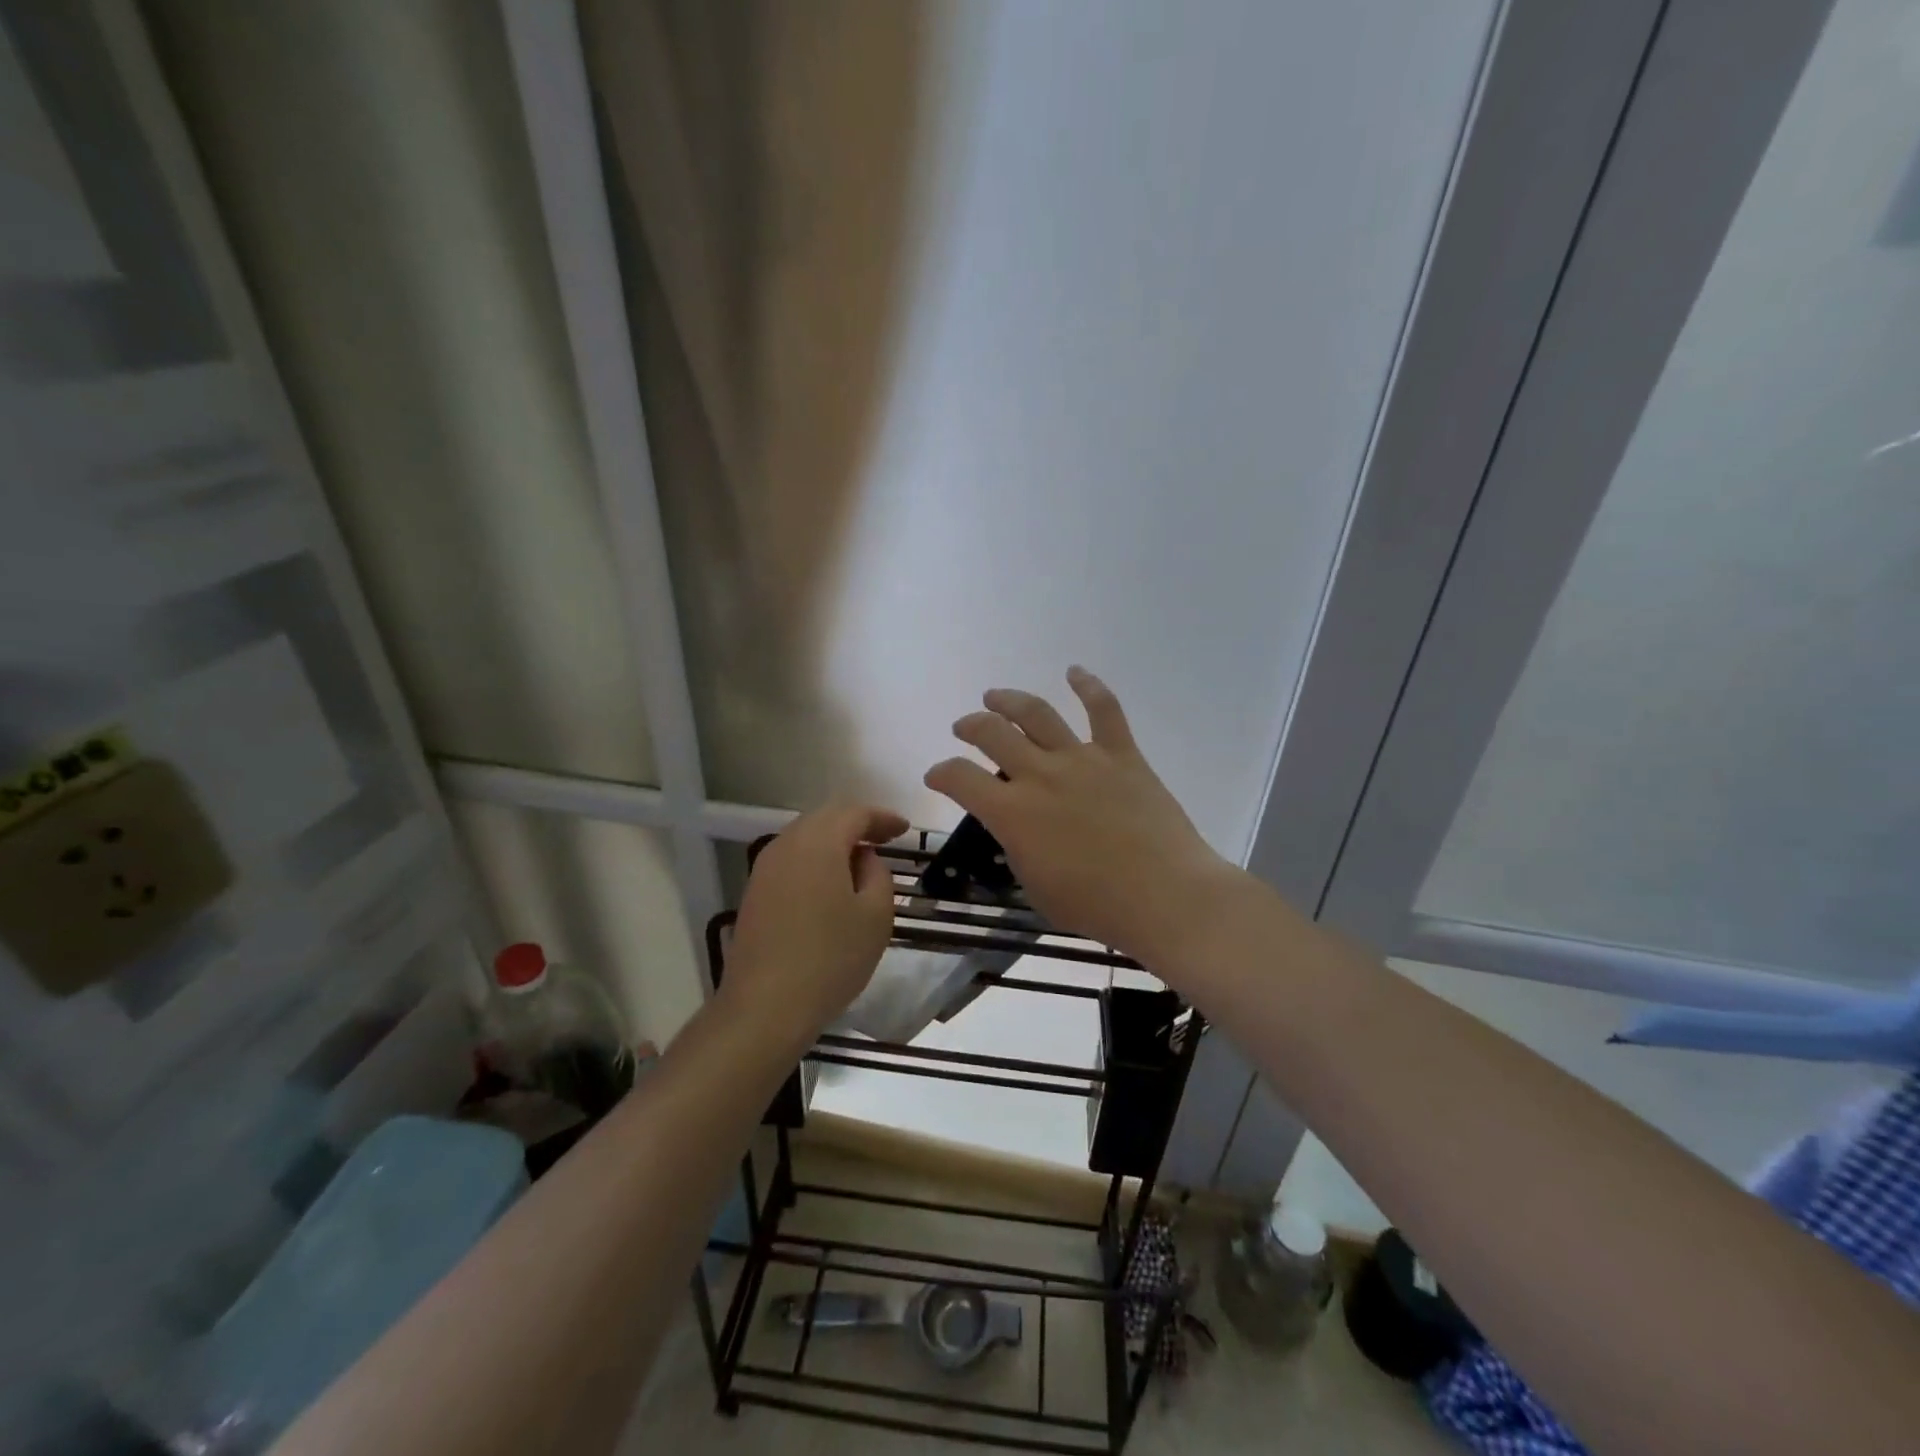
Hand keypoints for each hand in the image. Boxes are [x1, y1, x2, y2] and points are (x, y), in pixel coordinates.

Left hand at [724, 804, 908, 1041]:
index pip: (855, 813)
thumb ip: (877, 874)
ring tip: (860, 860)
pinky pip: (791, 859)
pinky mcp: (754, 892)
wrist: (765, 1007)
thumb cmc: (830, 959)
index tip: (905, 830)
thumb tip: (863, 858)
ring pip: (805, 837)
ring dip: (834, 841)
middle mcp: (786, 844)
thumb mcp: (875, 916)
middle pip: (826, 818)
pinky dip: (815, 860)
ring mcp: (764, 868)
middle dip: (857, 824)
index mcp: (818, 842)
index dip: (883, 818)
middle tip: (885, 839)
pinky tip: (830, 882)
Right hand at [924, 667, 1238, 966]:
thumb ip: (1018, 848)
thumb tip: (1017, 828)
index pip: (960, 778)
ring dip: (1011, 700)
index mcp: (1013, 812)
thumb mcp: (1035, 886)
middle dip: (971, 726)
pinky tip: (1075, 671)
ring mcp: (1082, 759)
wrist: (1164, 895)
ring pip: (1037, 714)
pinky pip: (1104, 709)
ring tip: (995, 696)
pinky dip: (1088, 686)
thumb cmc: (1095, 905)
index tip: (937, 776)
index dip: (941, 773)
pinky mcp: (1121, 755)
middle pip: (993, 733)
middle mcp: (1040, 774)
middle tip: (964, 727)